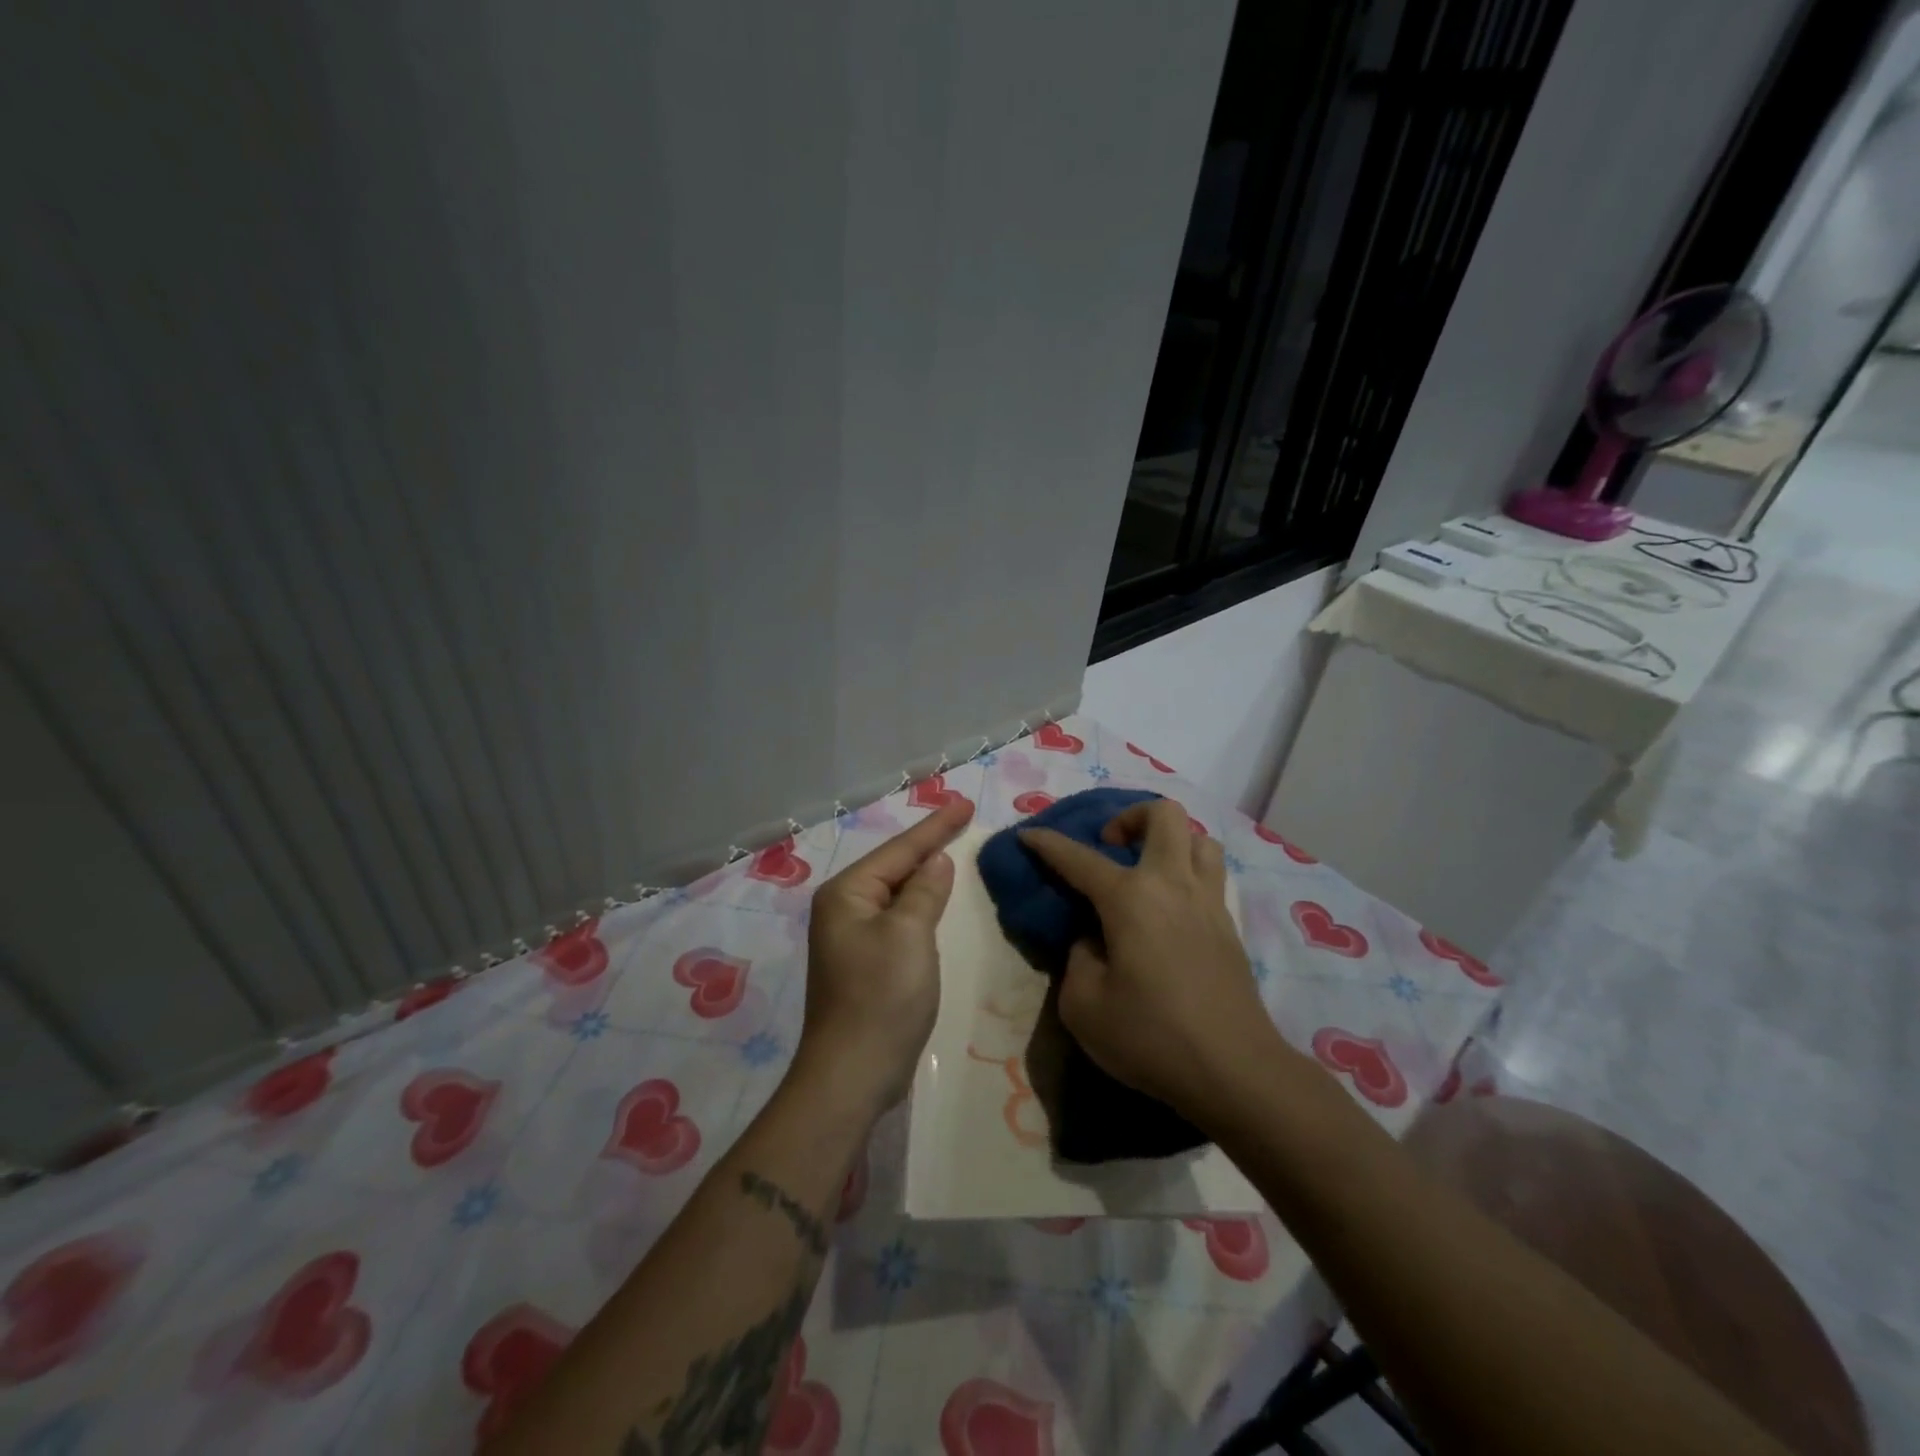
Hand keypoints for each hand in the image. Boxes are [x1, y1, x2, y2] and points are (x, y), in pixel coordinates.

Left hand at [796, 797, 973, 1113]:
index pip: (899, 850)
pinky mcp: (866, 962)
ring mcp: (852, 937)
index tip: (964, 803)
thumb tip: (935, 861)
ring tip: (952, 847)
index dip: (935, 826)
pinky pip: (898, 918)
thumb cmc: (881, 997)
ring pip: (896, 893)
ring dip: (924, 873)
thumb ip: (924, 891)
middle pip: (894, 866)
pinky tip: (936, 898)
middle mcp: (843, 908)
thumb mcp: (909, 935)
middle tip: (961, 818)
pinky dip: (920, 904)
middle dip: (928, 844)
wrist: (852, 1075)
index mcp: (847, 893)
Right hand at [1020, 797, 1276, 1120]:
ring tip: (1146, 870)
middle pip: (1162, 814)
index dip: (1047, 843)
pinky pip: (1210, 874)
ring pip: (1198, 838)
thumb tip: (1092, 939)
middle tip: (1110, 848)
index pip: (1078, 857)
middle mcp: (1173, 884)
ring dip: (1168, 841)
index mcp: (1131, 899)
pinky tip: (1170, 907)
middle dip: (1129, 817)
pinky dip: (1187, 872)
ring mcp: (1208, 902)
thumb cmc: (1152, 1037)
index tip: (1027, 834)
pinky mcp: (1229, 926)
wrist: (1235, 1071)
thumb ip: (1078, 958)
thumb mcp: (1084, 1006)